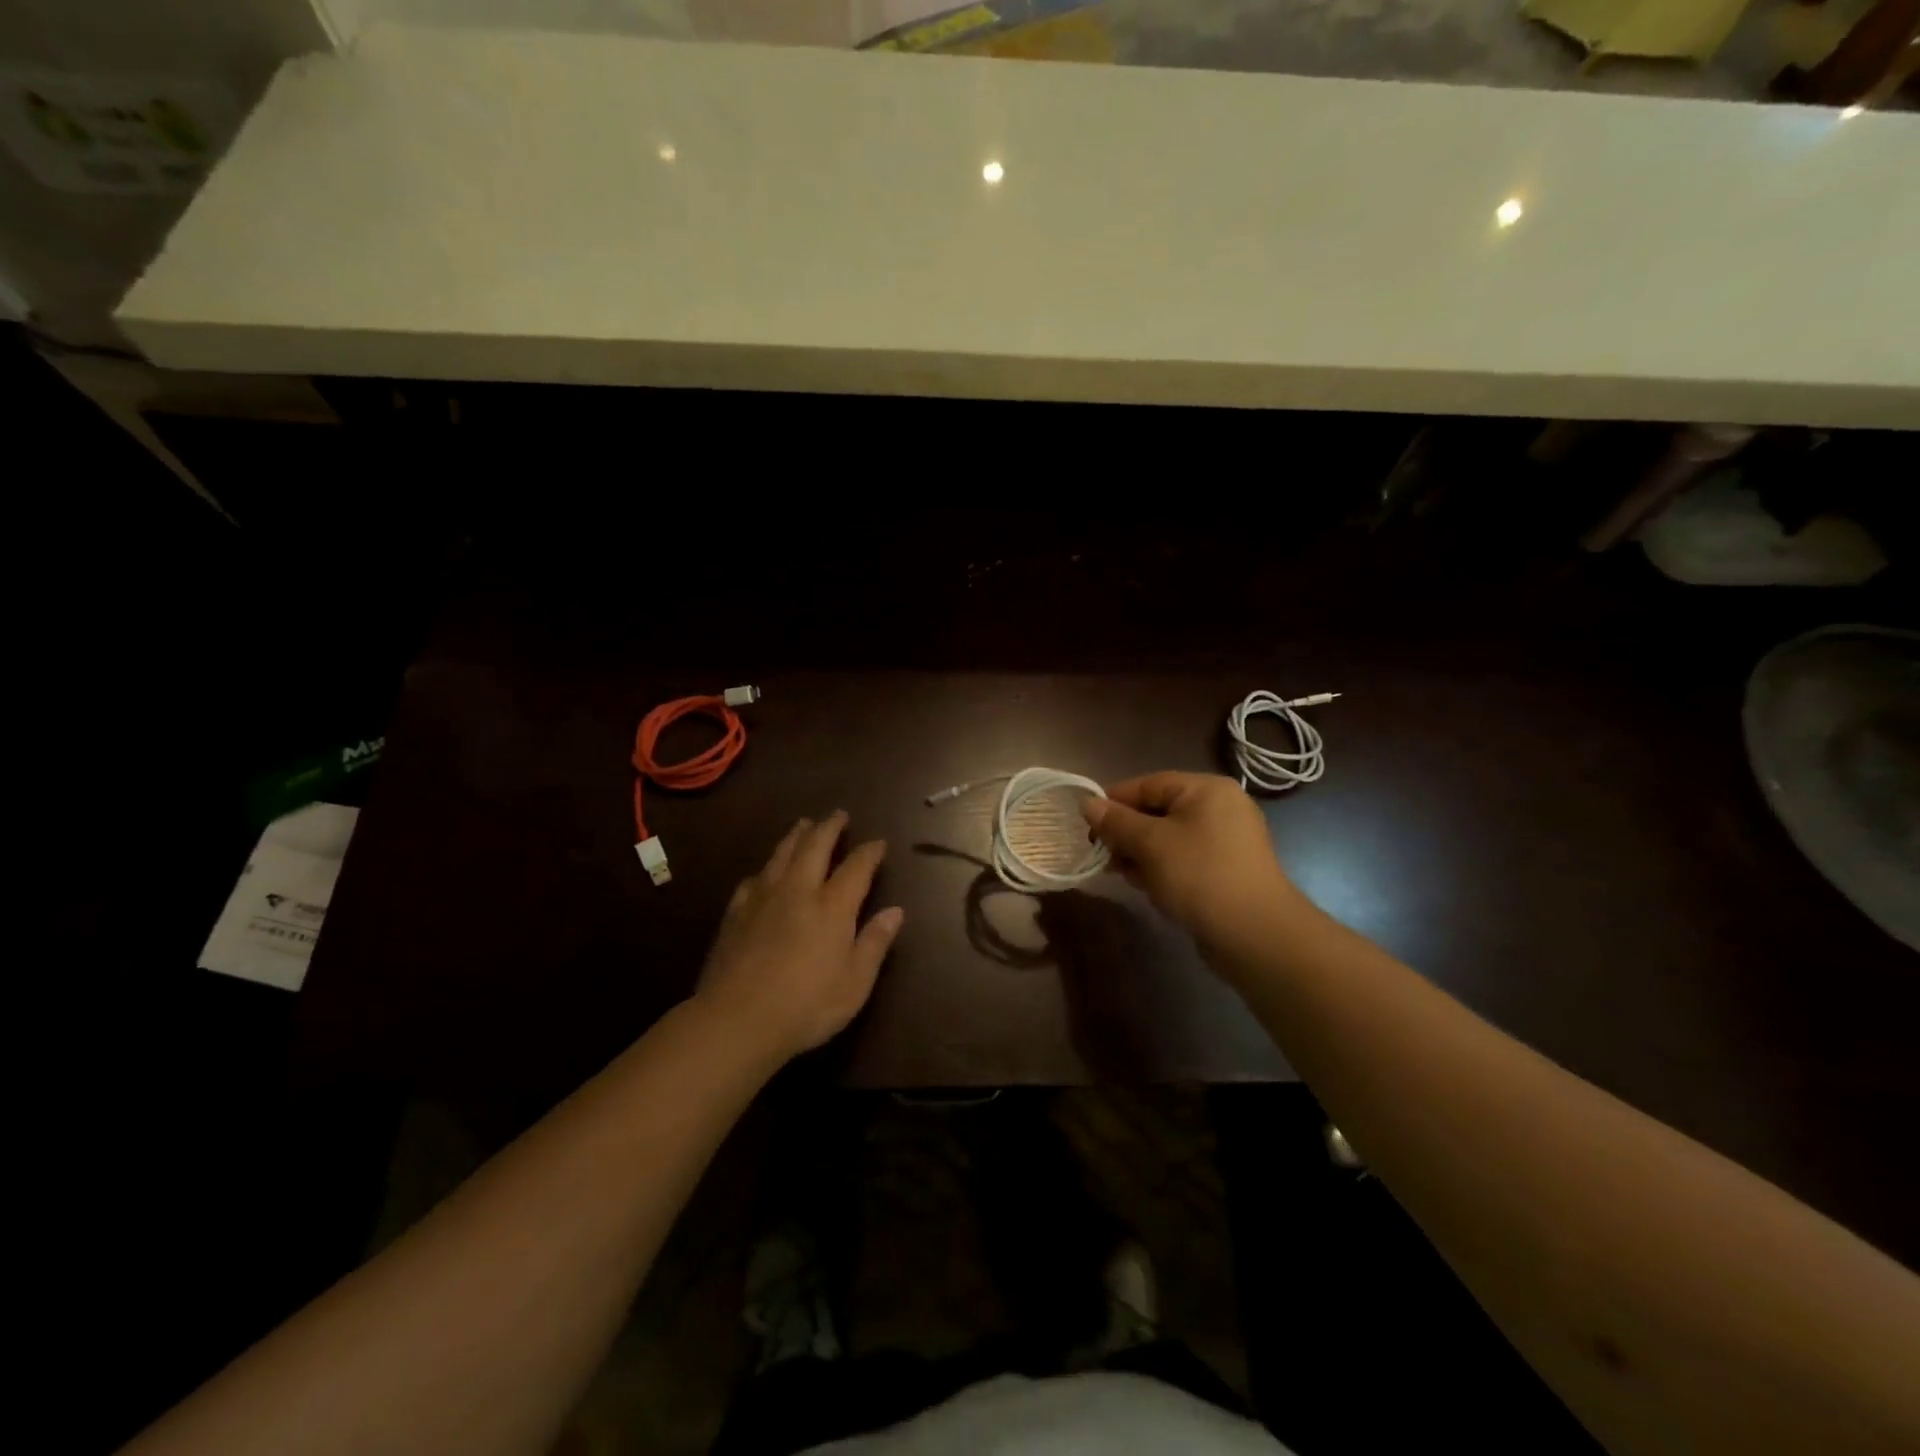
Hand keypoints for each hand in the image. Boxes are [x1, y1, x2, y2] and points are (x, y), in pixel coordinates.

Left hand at [694, 812, 903, 1061]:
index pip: (856, 867)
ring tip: (804, 824)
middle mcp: (798, 890)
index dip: (869, 852)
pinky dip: (766, 868)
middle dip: (829, 827)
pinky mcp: (735, 912)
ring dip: (796, 835)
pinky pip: (754, 878)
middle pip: (814, 846)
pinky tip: (765, 871)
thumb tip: (896, 911)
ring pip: (782, 854)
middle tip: (838, 814)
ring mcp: (763, 898)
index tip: (878, 842)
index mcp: (832, 906)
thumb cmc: (806, 1005)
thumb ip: (875, 942)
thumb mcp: (855, 983)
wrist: (736, 1020)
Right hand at [1082, 772, 1306, 940]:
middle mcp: (1220, 808)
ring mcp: (1226, 841)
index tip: (1086, 824)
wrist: (1255, 935)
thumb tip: (1087, 803)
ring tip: (1123, 875)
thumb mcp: (1150, 843)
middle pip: (1158, 811)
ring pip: (1168, 839)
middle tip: (1103, 855)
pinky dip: (1163, 870)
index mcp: (1206, 789)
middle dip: (1126, 833)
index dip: (1113, 802)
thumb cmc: (1199, 875)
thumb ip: (1115, 821)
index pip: (1148, 784)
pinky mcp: (1226, 871)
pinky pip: (1184, 860)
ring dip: (1141, 855)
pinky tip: (1149, 889)